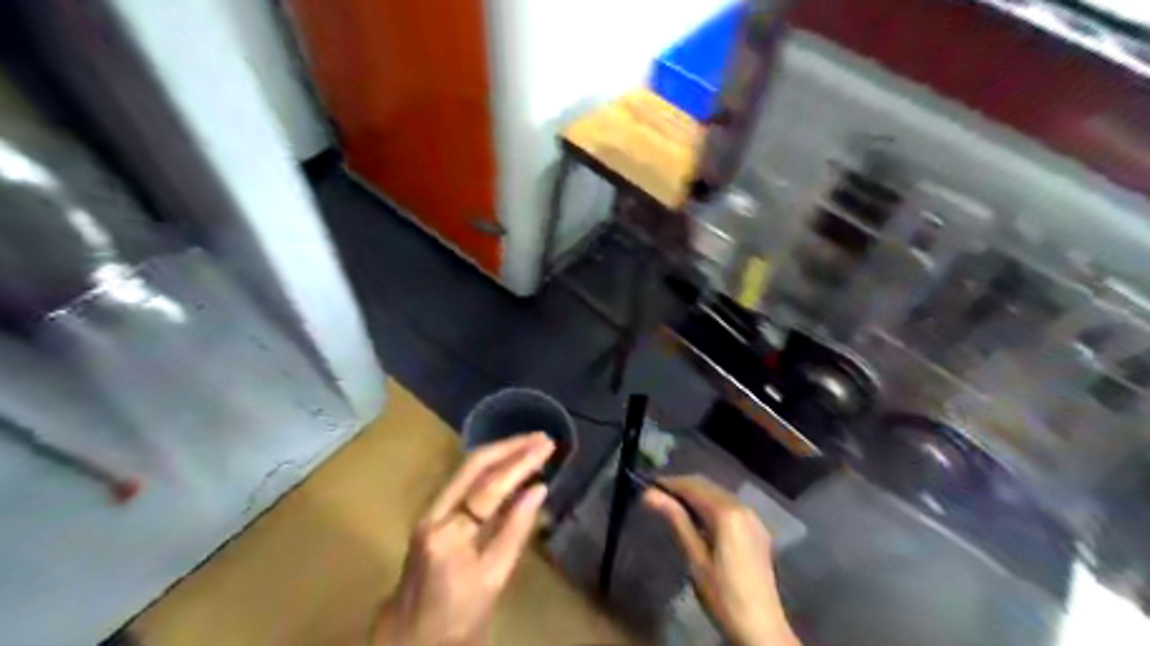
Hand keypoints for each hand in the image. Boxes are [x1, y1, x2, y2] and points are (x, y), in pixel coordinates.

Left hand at [375, 430, 553, 644]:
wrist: (408, 643)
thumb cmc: (456, 620)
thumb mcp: (493, 580)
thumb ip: (516, 531)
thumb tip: (539, 490)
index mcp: (449, 534)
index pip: (490, 487)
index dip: (521, 463)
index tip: (547, 446)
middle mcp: (433, 514)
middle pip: (472, 466)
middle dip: (509, 447)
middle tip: (541, 438)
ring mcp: (428, 513)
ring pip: (466, 471)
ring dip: (500, 454)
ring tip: (531, 445)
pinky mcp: (431, 517)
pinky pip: (463, 484)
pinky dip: (489, 470)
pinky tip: (508, 468)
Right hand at [646, 474, 801, 644]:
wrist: (761, 628)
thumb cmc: (723, 595)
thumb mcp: (695, 558)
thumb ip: (676, 520)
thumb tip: (649, 494)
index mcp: (728, 513)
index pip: (693, 486)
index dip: (669, 483)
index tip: (647, 486)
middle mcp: (743, 507)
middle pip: (707, 486)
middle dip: (682, 487)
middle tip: (656, 496)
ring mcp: (753, 518)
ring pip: (718, 495)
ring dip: (695, 495)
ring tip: (671, 506)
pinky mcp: (757, 530)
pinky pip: (729, 507)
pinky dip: (710, 506)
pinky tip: (697, 520)